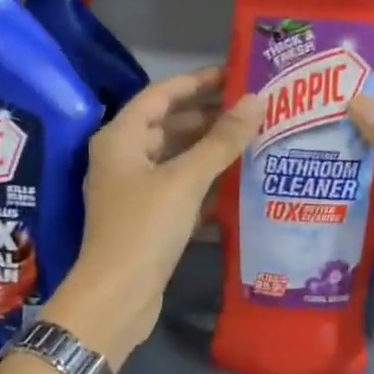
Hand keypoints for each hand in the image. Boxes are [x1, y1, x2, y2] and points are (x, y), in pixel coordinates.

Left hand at [46, 67, 261, 364]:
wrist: (117, 297)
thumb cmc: (144, 228)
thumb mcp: (185, 180)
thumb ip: (221, 141)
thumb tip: (256, 100)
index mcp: (119, 139)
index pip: (160, 96)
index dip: (196, 83)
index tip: (234, 76)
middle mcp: (122, 161)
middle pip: (168, 128)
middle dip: (208, 119)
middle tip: (252, 112)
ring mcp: (133, 194)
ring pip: (175, 163)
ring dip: (209, 155)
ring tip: (253, 145)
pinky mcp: (147, 223)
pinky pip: (179, 195)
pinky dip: (205, 190)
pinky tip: (238, 190)